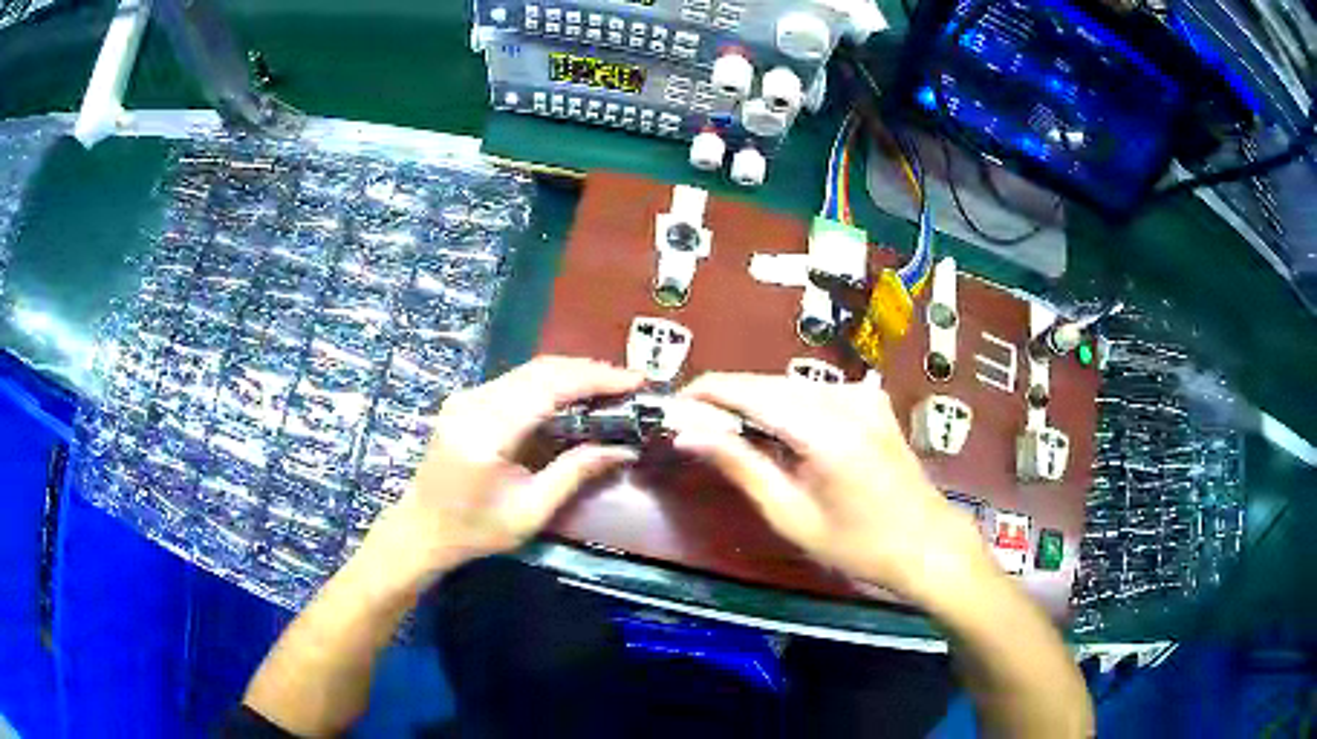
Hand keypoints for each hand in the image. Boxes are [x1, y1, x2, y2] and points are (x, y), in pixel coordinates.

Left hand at [364, 356, 643, 587]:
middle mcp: (473, 403)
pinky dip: (551, 383)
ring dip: (572, 375)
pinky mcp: (467, 400)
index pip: (548, 388)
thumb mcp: (531, 511)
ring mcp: (466, 397)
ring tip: (610, 388)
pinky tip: (574, 395)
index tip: (635, 382)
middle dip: (589, 372)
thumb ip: (574, 472)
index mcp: (486, 432)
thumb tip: (623, 447)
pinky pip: (516, 381)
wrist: (421, 529)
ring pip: (529, 370)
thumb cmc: (475, 531)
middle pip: (540, 370)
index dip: (595, 379)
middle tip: (629, 384)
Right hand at [677, 373, 987, 598]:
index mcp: (824, 429)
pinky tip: (780, 436)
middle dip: (727, 399)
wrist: (926, 543)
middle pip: (767, 382)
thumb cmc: (857, 544)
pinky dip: (787, 407)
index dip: (705, 392)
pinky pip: (814, 392)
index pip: (748, 390)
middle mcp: (845, 398)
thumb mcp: (791, 515)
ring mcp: (863, 395)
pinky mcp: (872, 400)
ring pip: (789, 385)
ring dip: (755, 403)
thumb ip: (739, 465)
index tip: (673, 408)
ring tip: (732, 436)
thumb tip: (687, 433)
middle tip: (696, 430)